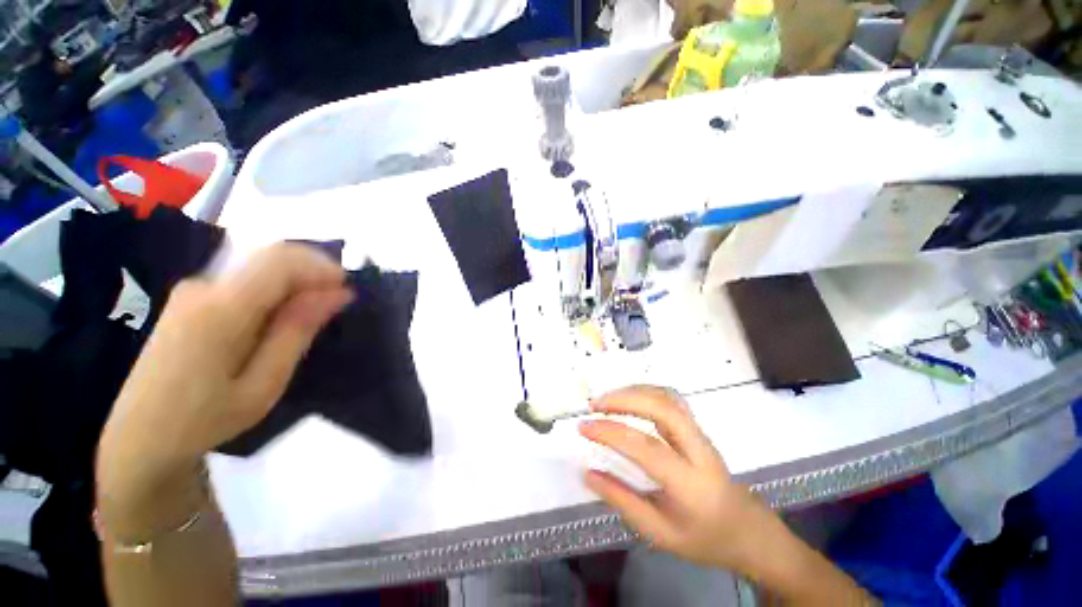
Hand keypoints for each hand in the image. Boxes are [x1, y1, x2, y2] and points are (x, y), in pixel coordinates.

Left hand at [97, 244, 351, 512]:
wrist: (137, 438)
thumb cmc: (205, 418)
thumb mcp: (264, 383)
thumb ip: (298, 331)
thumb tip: (337, 293)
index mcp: (221, 309)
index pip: (280, 260)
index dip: (322, 266)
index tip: (346, 291)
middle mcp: (204, 287)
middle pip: (271, 257)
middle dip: (313, 274)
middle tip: (334, 305)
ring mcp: (193, 291)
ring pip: (260, 268)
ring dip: (296, 283)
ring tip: (311, 318)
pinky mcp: (190, 299)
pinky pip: (246, 281)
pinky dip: (276, 291)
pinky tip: (280, 321)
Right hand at [580, 386, 775, 572]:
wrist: (748, 530)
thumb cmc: (704, 538)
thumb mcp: (660, 533)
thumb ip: (623, 501)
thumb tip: (588, 473)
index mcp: (691, 485)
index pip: (646, 448)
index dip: (611, 433)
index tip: (584, 427)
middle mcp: (699, 451)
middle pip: (663, 408)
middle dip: (624, 399)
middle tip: (594, 405)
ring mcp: (700, 434)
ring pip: (667, 398)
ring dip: (633, 392)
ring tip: (605, 401)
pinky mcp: (697, 427)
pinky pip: (669, 399)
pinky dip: (644, 392)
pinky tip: (626, 399)